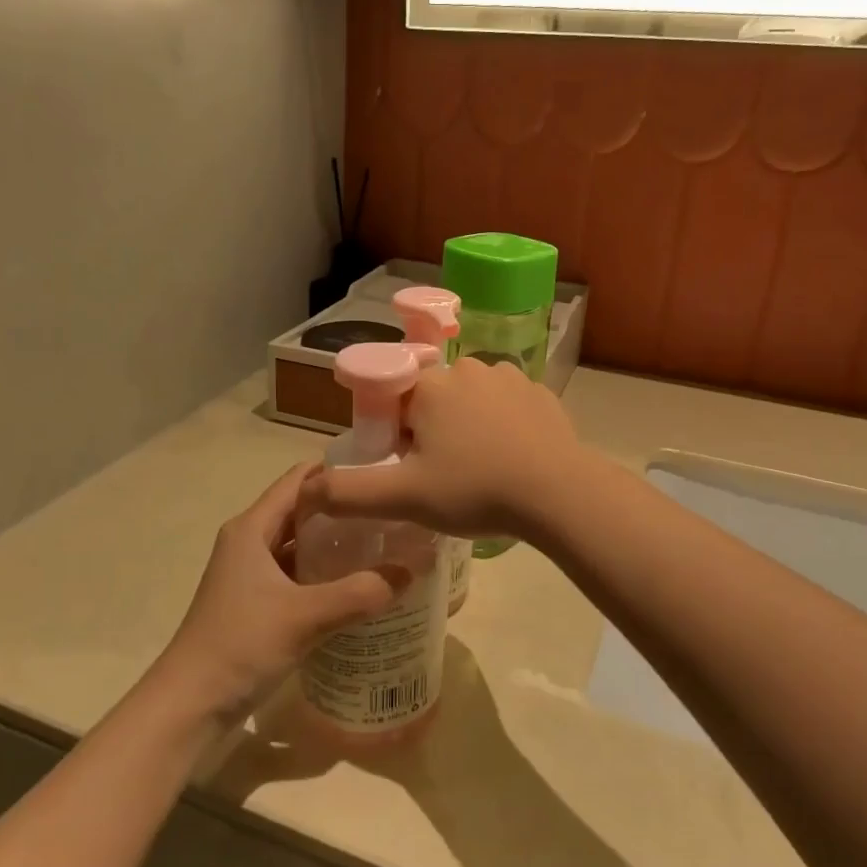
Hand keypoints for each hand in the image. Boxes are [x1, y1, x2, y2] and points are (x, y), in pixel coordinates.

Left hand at [151, 463, 403, 722]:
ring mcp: (250, 574)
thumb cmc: (240, 645)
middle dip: (343, 508)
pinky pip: (295, 574)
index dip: (336, 470)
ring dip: (334, 543)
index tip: (380, 471)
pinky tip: (356, 585)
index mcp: (251, 528)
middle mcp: (248, 542)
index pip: (298, 479)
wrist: (188, 706)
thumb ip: (360, 593)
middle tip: (391, 510)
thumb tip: (413, 569)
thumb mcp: (304, 617)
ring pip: (298, 545)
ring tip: (383, 543)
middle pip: (300, 510)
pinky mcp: (254, 603)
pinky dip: (323, 574)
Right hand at [301, 358, 581, 539]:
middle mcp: (467, 368)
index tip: (410, 466)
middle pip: (431, 398)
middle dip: (429, 431)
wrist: (559, 493)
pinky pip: (506, 406)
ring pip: (470, 401)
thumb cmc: (475, 489)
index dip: (395, 434)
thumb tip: (307, 489)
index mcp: (429, 384)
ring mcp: (509, 376)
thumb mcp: (404, 498)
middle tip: (444, 475)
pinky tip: (510, 458)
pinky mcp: (540, 393)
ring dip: (466, 427)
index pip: (393, 398)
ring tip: (480, 470)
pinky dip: (501, 426)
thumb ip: (349, 493)